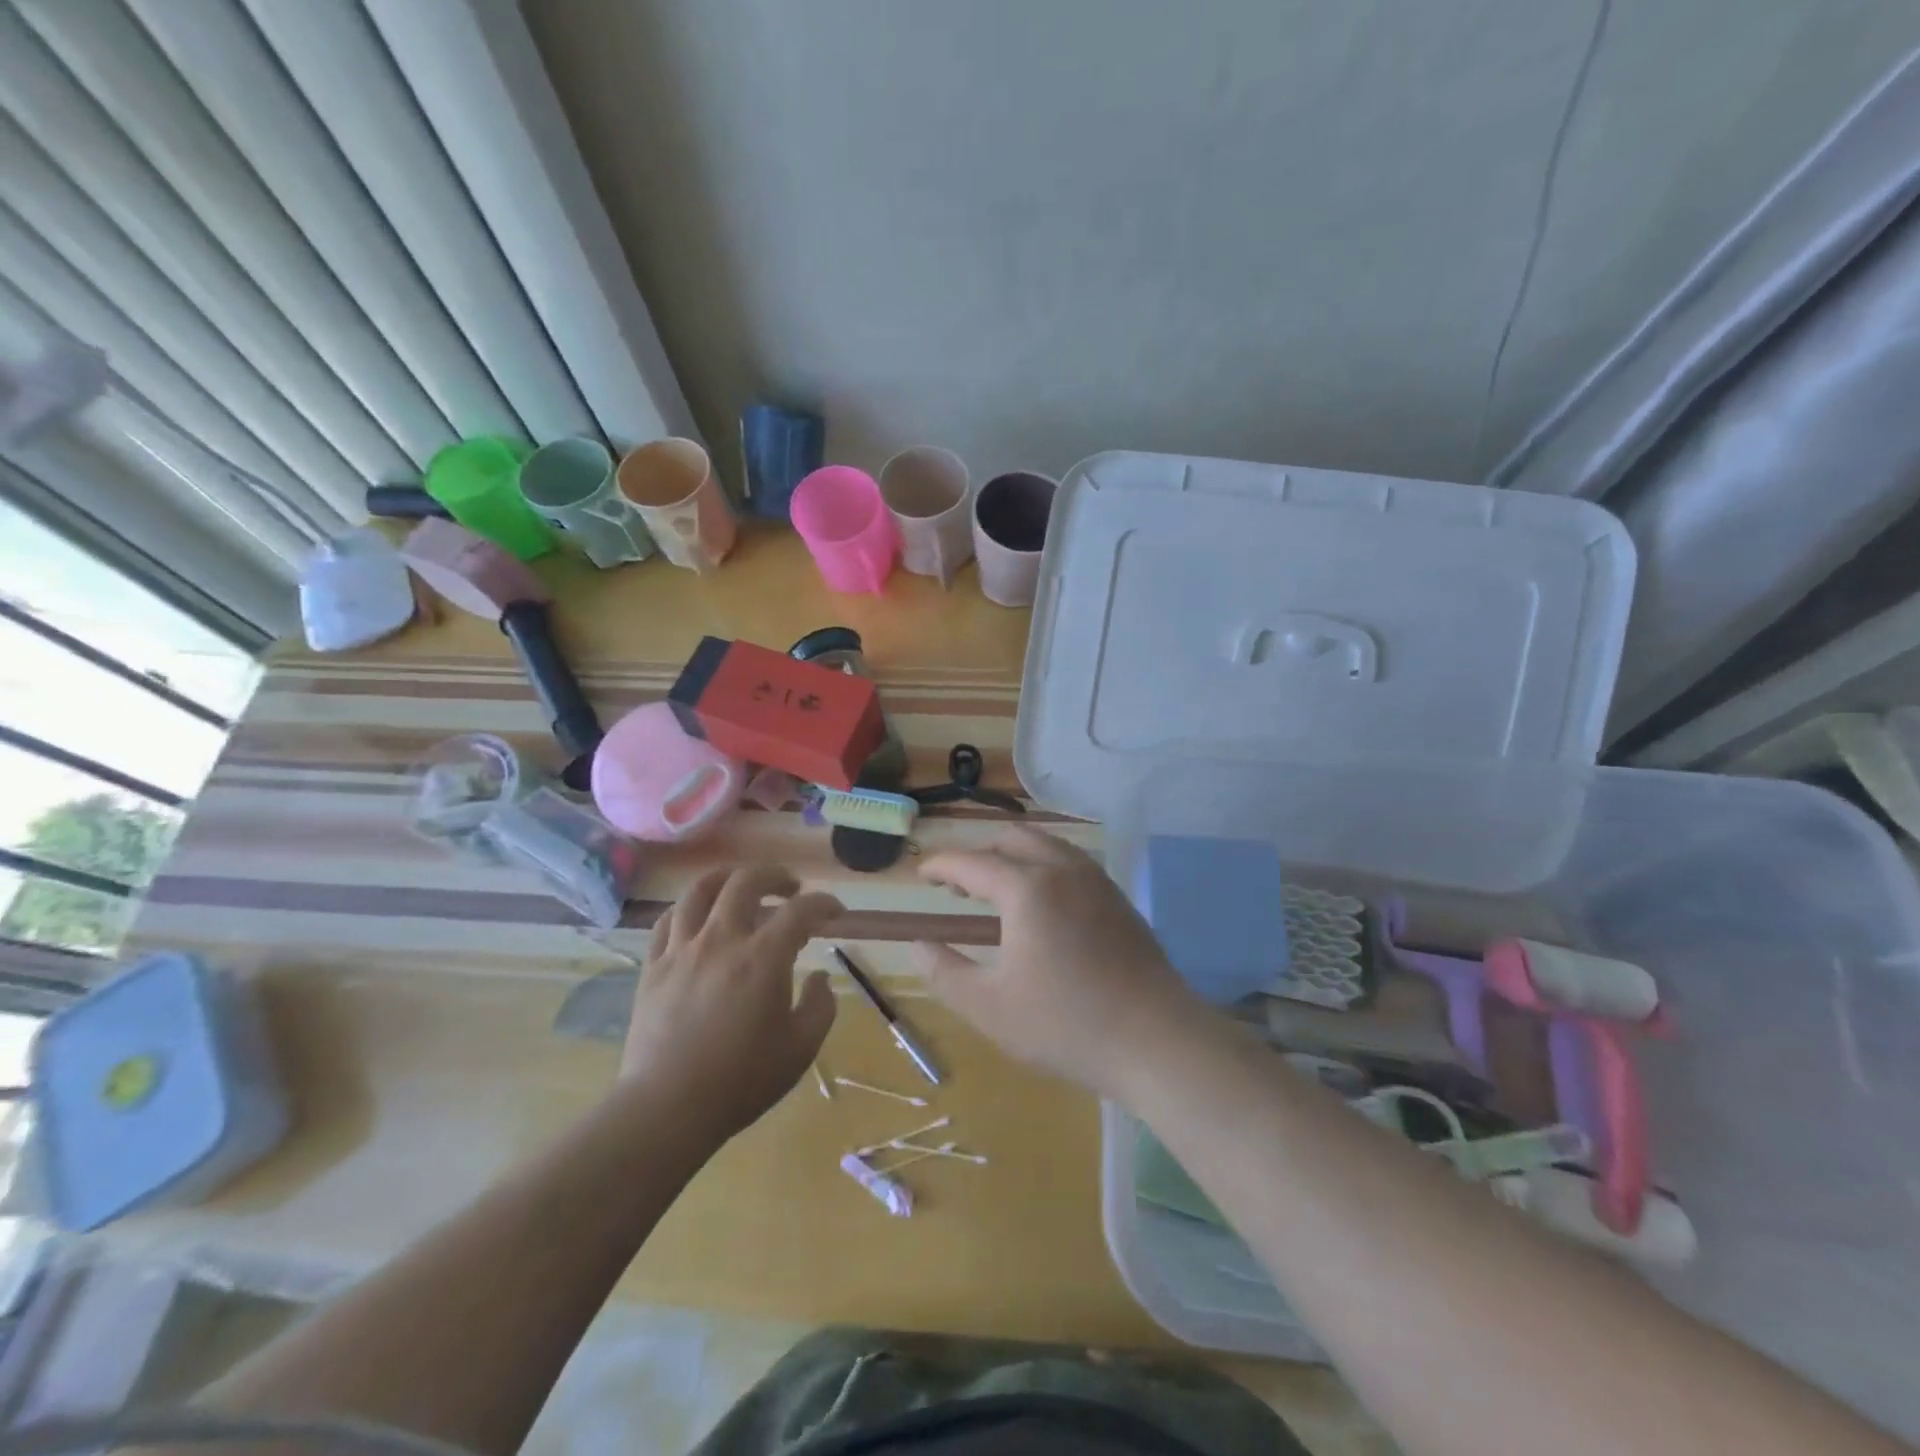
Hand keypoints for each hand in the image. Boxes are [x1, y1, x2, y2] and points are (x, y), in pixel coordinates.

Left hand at [619, 865, 841, 1139]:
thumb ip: (820, 1006)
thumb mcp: (801, 1048)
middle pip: (746, 881)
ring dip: (727, 879)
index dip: (824, 904)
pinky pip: (667, 921)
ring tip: (740, 887)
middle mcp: (722, 939)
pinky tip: (698, 919)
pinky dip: (688, 910)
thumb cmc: (742, 1080)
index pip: (801, 910)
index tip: (835, 913)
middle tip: (789, 888)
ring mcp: (682, 950)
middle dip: (775, 875)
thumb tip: (820, 977)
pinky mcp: (653, 967)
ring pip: (700, 890)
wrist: (668, 1108)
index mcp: (763, 957)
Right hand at [915, 827, 1203, 1098]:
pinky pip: (1070, 862)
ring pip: (1047, 845)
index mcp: (1027, 888)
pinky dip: (1042, 866)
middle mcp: (1063, 870)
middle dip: (978, 853)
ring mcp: (1097, 881)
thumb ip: (944, 972)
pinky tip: (1041, 903)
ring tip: (996, 889)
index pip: (972, 862)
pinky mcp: (1118, 899)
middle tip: (957, 884)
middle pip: (1012, 838)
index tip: (921, 874)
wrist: (1155, 1040)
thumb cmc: (1065, 1024)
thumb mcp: (988, 1007)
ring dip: (1013, 855)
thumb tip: (918, 946)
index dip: (942, 865)